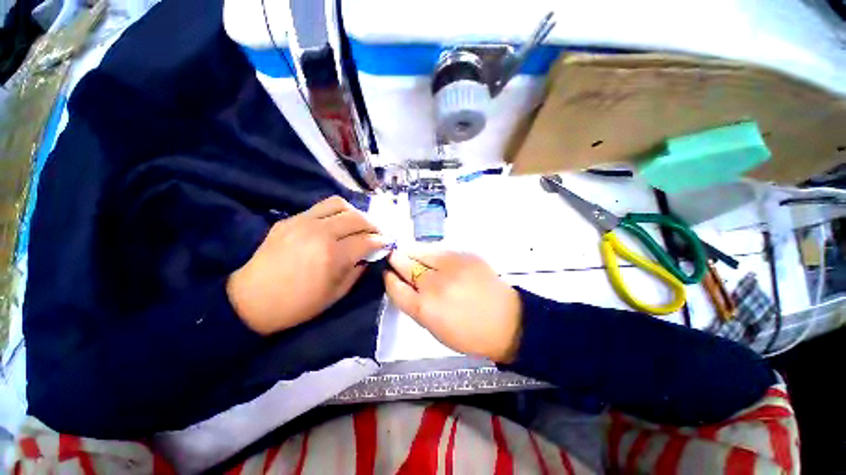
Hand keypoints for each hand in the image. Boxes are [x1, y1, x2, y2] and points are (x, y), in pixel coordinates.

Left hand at [227, 196, 387, 334]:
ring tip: (358, 224)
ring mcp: (303, 222)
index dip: (381, 241)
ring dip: (355, 213)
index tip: (386, 244)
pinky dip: (336, 213)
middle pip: (357, 218)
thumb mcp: (336, 294)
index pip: (367, 240)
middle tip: (376, 233)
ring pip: (339, 204)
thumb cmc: (298, 304)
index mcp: (332, 255)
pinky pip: (320, 207)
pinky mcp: (290, 219)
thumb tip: (369, 254)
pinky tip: (337, 224)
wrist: (251, 300)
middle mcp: (320, 232)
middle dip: (373, 225)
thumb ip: (358, 270)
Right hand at [384, 250, 521, 362]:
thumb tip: (401, 282)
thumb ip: (413, 304)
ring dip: (412, 252)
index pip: (395, 286)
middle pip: (404, 263)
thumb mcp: (433, 328)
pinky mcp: (464, 254)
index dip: (389, 278)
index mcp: (425, 309)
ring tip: (414, 257)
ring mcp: (450, 265)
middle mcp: (435, 284)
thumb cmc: (468, 332)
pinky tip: (432, 257)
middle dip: (396, 259)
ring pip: (419, 249)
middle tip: (395, 259)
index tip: (387, 273)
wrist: (506, 320)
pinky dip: (429, 251)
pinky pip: (437, 247)